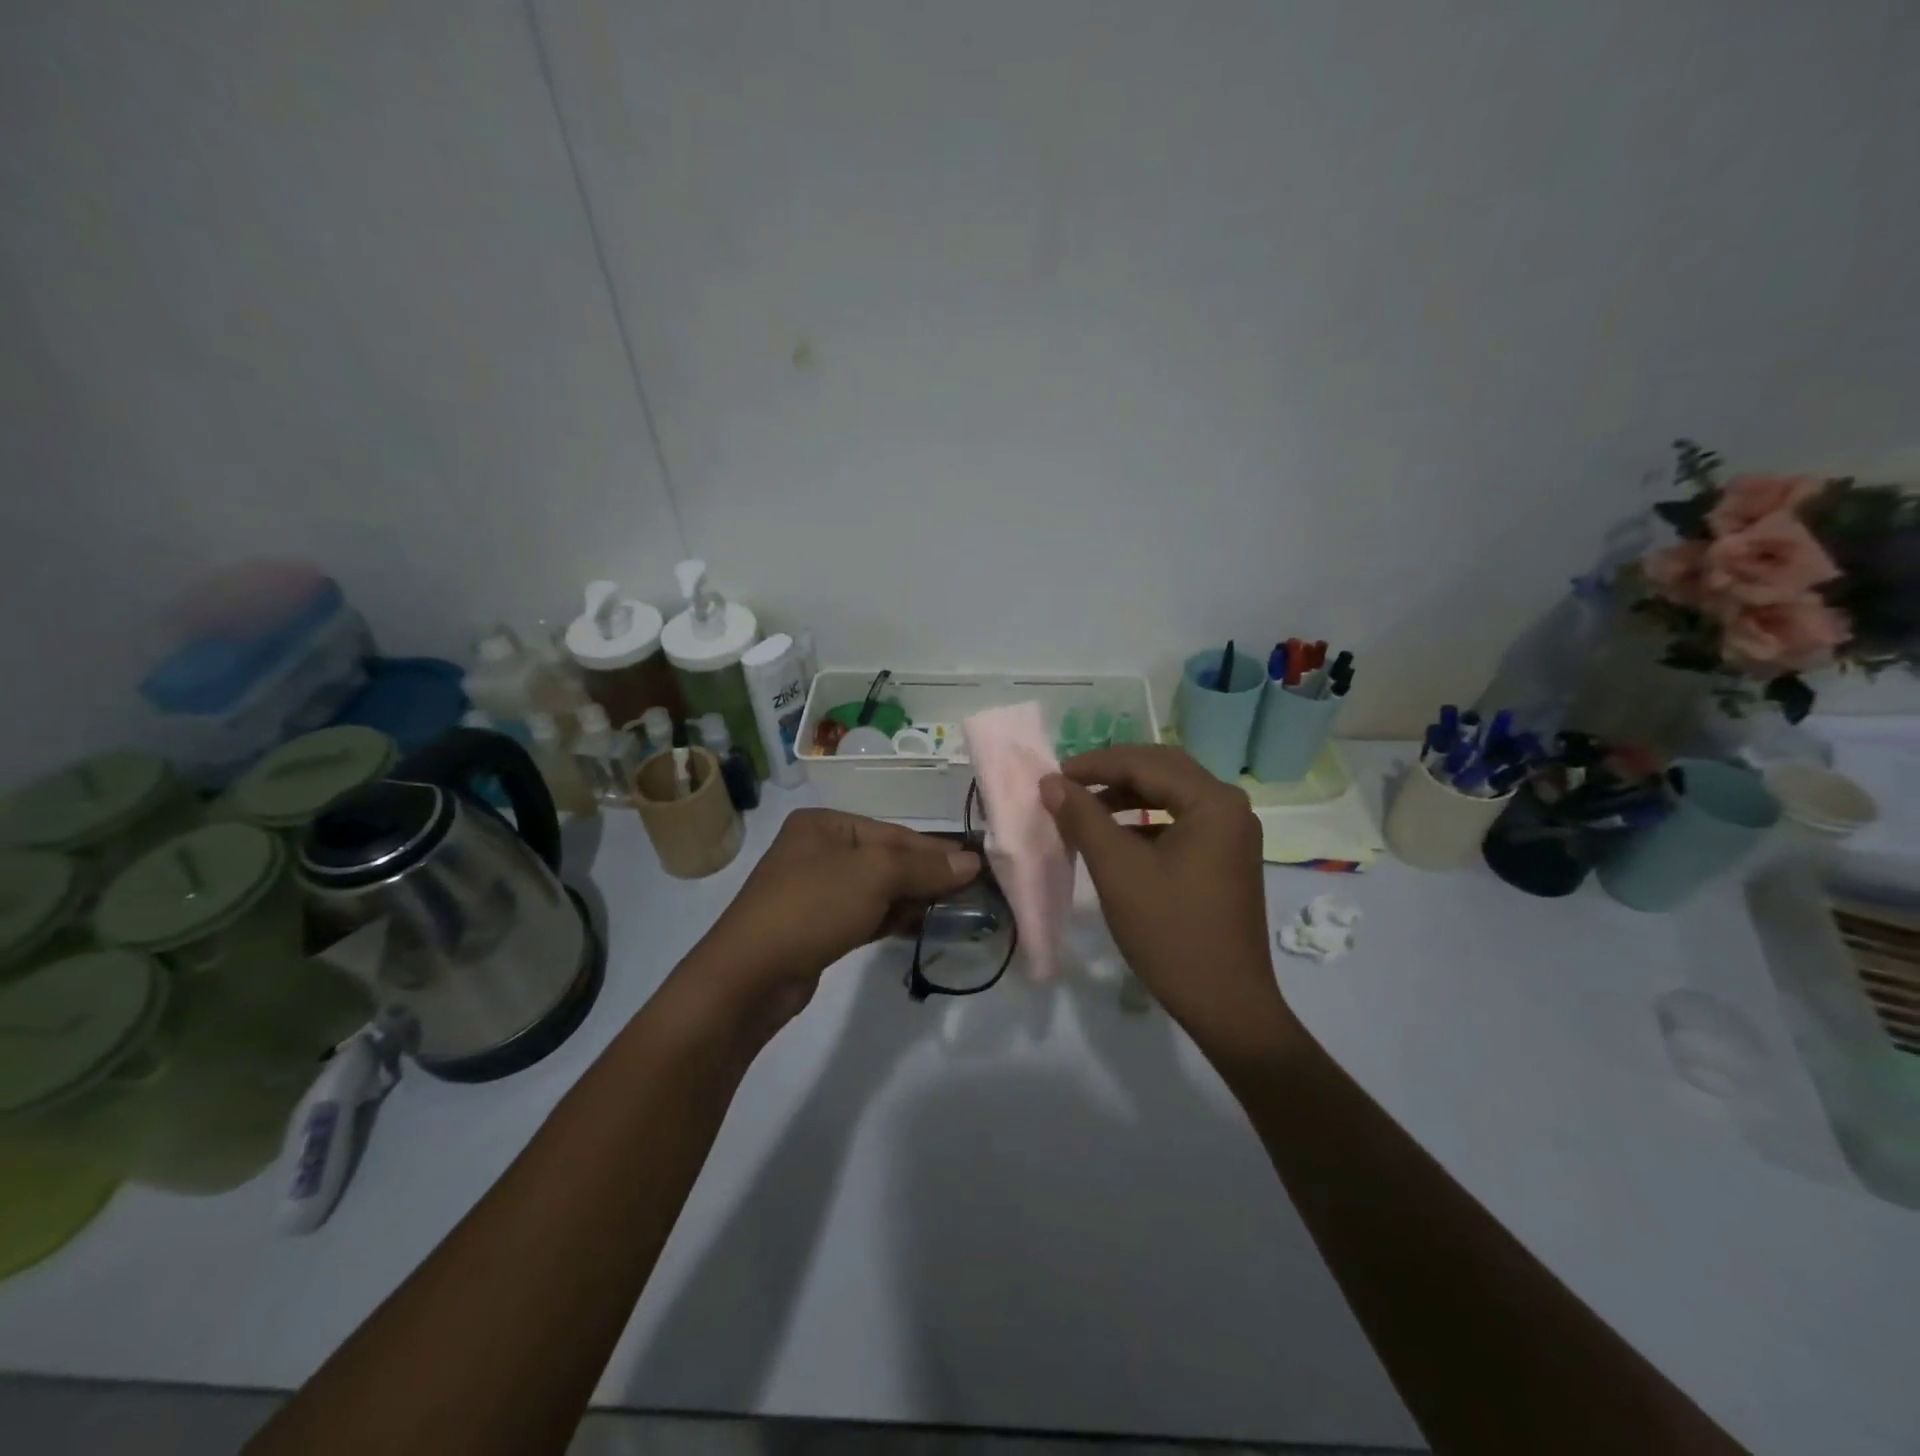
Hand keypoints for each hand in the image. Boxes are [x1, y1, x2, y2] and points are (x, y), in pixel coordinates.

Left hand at [682, 808, 979, 1043]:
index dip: (936, 850)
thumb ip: (924, 866)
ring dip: (913, 899)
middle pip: (887, 860)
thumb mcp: (874, 876)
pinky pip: (866, 914)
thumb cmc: (812, 907)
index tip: (977, 865)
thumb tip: (971, 862)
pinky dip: (892, 918)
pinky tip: (921, 927)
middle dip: (926, 876)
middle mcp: (819, 850)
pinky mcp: (818, 926)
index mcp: (825, 824)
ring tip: (954, 911)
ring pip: (878, 889)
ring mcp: (816, 890)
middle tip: (971, 892)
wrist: (749, 976)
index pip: (894, 833)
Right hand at [1041, 746, 1291, 1070]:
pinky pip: (1182, 821)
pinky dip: (1147, 821)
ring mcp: (1233, 834)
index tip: (1054, 776)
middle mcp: (1230, 807)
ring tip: (1086, 808)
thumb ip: (1083, 818)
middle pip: (1163, 770)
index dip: (1096, 764)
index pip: (1146, 763)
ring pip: (1172, 795)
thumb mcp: (1118, 869)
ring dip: (1128, 796)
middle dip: (1113, 773)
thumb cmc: (1170, 931)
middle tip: (1069, 784)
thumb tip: (1051, 783)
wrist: (1225, 1003)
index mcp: (1213, 802)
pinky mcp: (1227, 857)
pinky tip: (1118, 837)